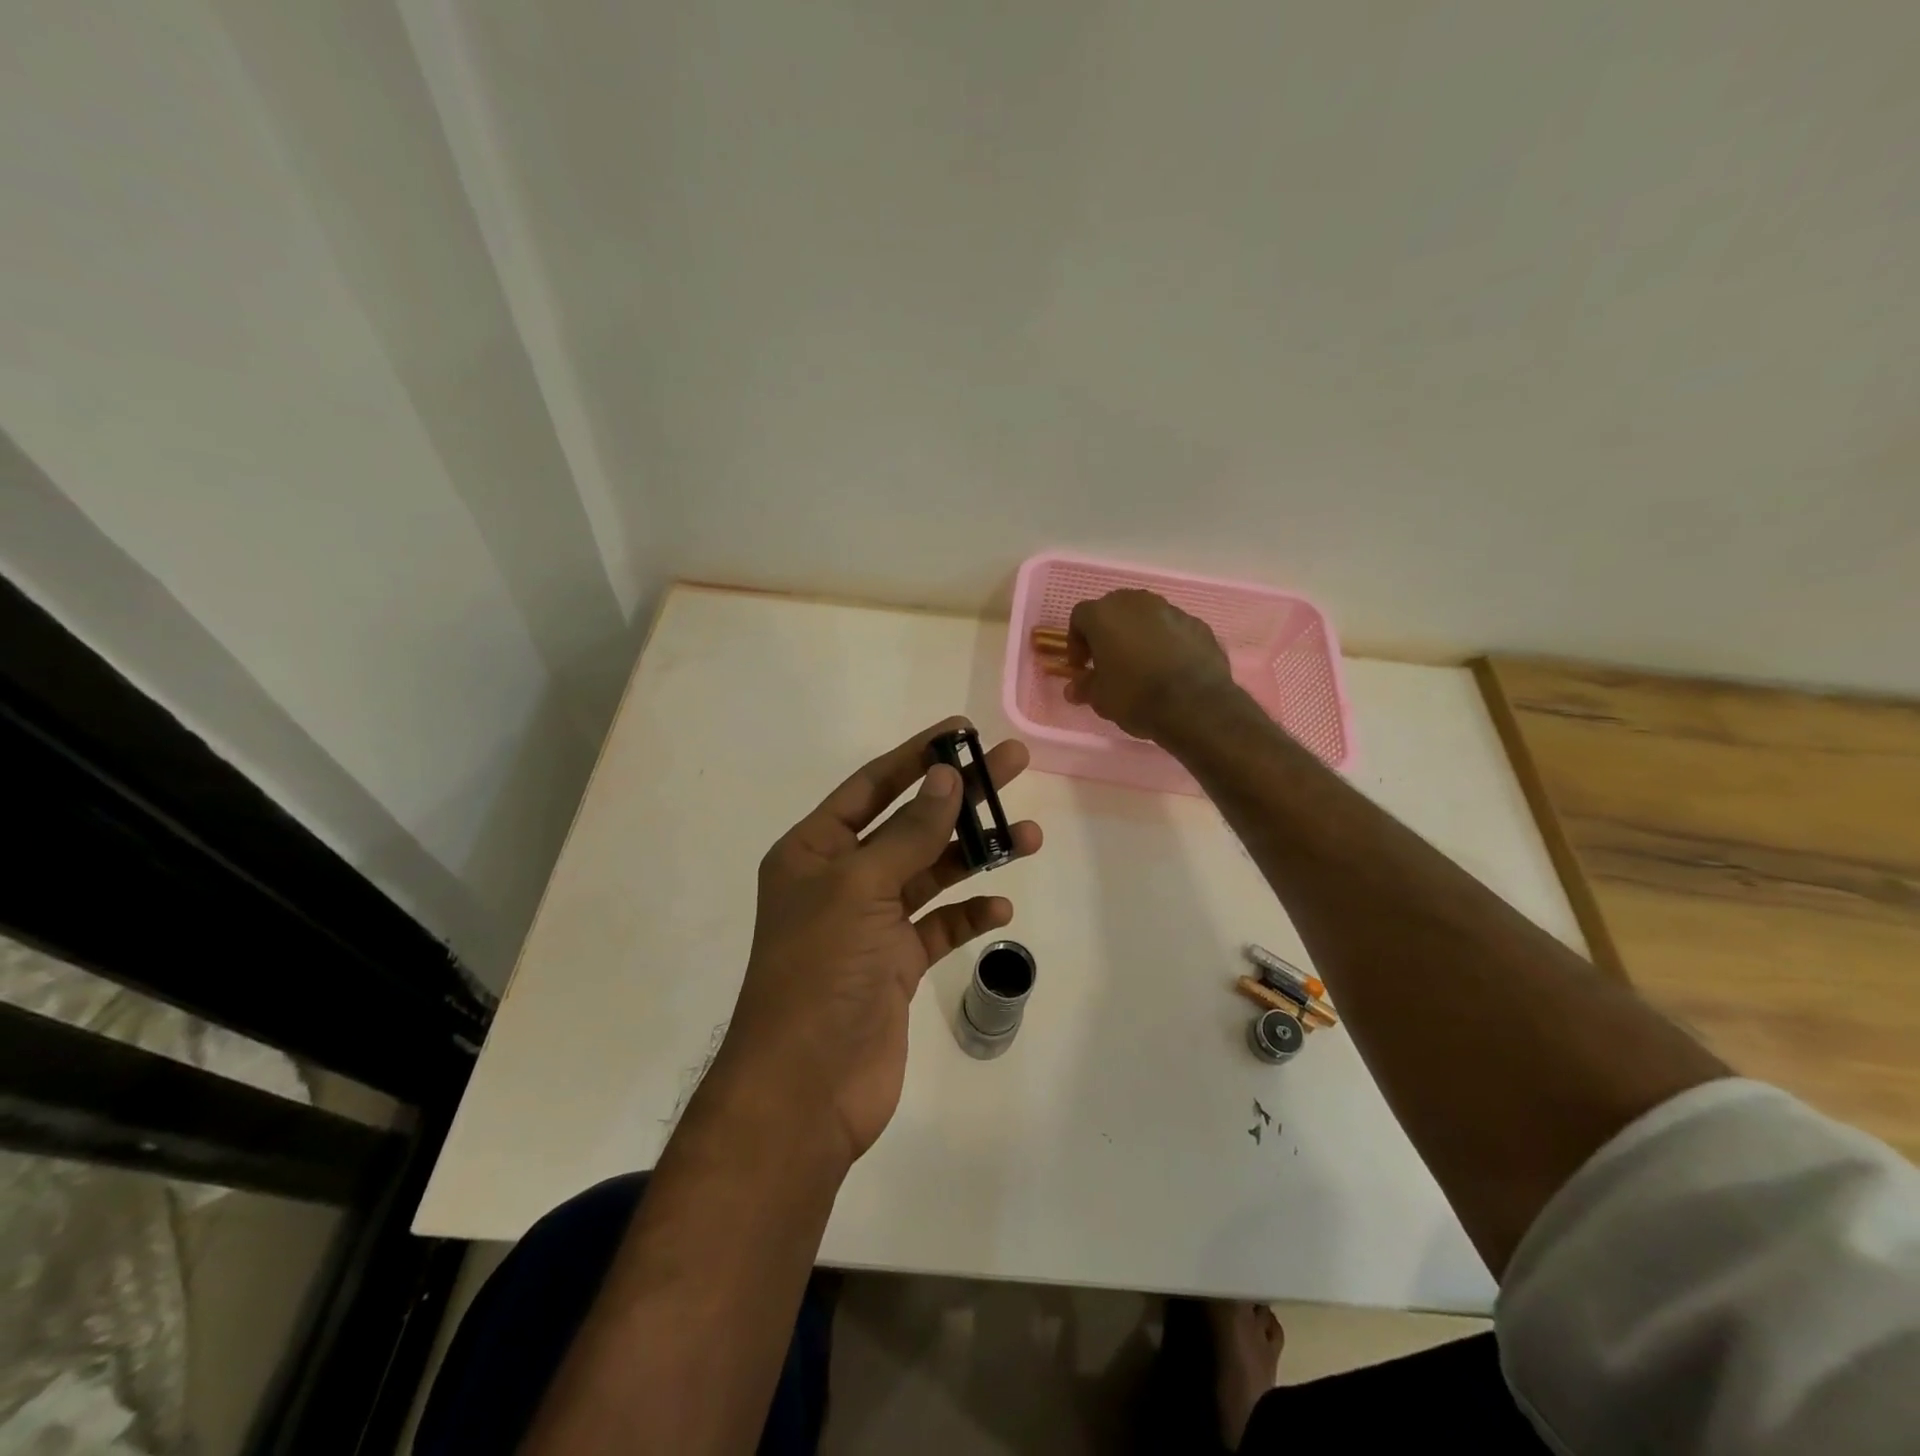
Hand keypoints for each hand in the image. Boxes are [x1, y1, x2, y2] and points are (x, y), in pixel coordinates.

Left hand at [719, 717, 1042, 1164]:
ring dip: (976, 854)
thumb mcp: (861, 889)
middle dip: (961, 796)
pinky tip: (1000, 911)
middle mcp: (841, 879)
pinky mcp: (894, 965)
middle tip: (1014, 765)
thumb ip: (908, 832)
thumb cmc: (821, 972)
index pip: (872, 786)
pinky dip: (968, 915)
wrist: (805, 1089)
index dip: (918, 756)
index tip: (963, 732)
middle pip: (910, 823)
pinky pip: (938, 926)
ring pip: (931, 873)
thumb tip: (947, 777)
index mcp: (814, 851)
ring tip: (1027, 835)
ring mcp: (870, 923)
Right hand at [1065, 590, 1238, 741]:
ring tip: (1141, 665)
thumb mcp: (1100, 698)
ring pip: (1146, 616)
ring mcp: (1171, 610)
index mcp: (1105, 614)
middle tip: (1108, 661)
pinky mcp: (1198, 624)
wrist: (1195, 705)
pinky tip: (1169, 668)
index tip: (1081, 667)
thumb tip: (1074, 688)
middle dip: (1108, 632)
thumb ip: (1084, 687)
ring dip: (1138, 635)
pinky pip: (1173, 629)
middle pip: (1114, 609)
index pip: (1080, 617)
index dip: (1076, 642)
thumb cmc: (1136, 696)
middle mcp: (1137, 602)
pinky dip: (1166, 643)